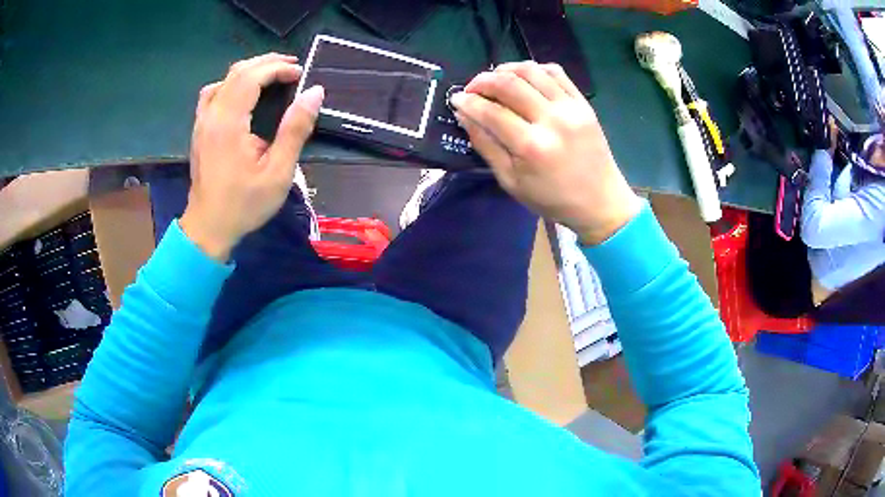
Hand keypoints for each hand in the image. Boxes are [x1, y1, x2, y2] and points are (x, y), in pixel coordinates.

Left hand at [180, 53, 324, 260]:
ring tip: (271, 74)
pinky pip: (213, 93)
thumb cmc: (244, 204)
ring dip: (250, 70)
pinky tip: (243, 92)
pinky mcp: (199, 129)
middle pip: (237, 72)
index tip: (300, 74)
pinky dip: (231, 84)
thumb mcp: (278, 172)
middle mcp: (211, 115)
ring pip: (223, 79)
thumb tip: (315, 93)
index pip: (251, 77)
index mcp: (228, 123)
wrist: (208, 228)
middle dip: (267, 63)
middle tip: (292, 67)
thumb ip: (295, 130)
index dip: (277, 68)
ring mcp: (201, 122)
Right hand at [451, 61, 640, 244]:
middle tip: (472, 88)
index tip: (456, 99)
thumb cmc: (552, 198)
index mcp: (532, 147)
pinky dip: (534, 69)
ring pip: (531, 71)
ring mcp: (571, 108)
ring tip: (495, 79)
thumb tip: (464, 115)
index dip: (468, 102)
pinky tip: (523, 78)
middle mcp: (552, 120)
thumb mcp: (511, 181)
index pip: (491, 112)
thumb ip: (485, 145)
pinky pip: (555, 72)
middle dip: (482, 81)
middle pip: (509, 84)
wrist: (599, 201)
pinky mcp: (583, 103)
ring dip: (506, 69)